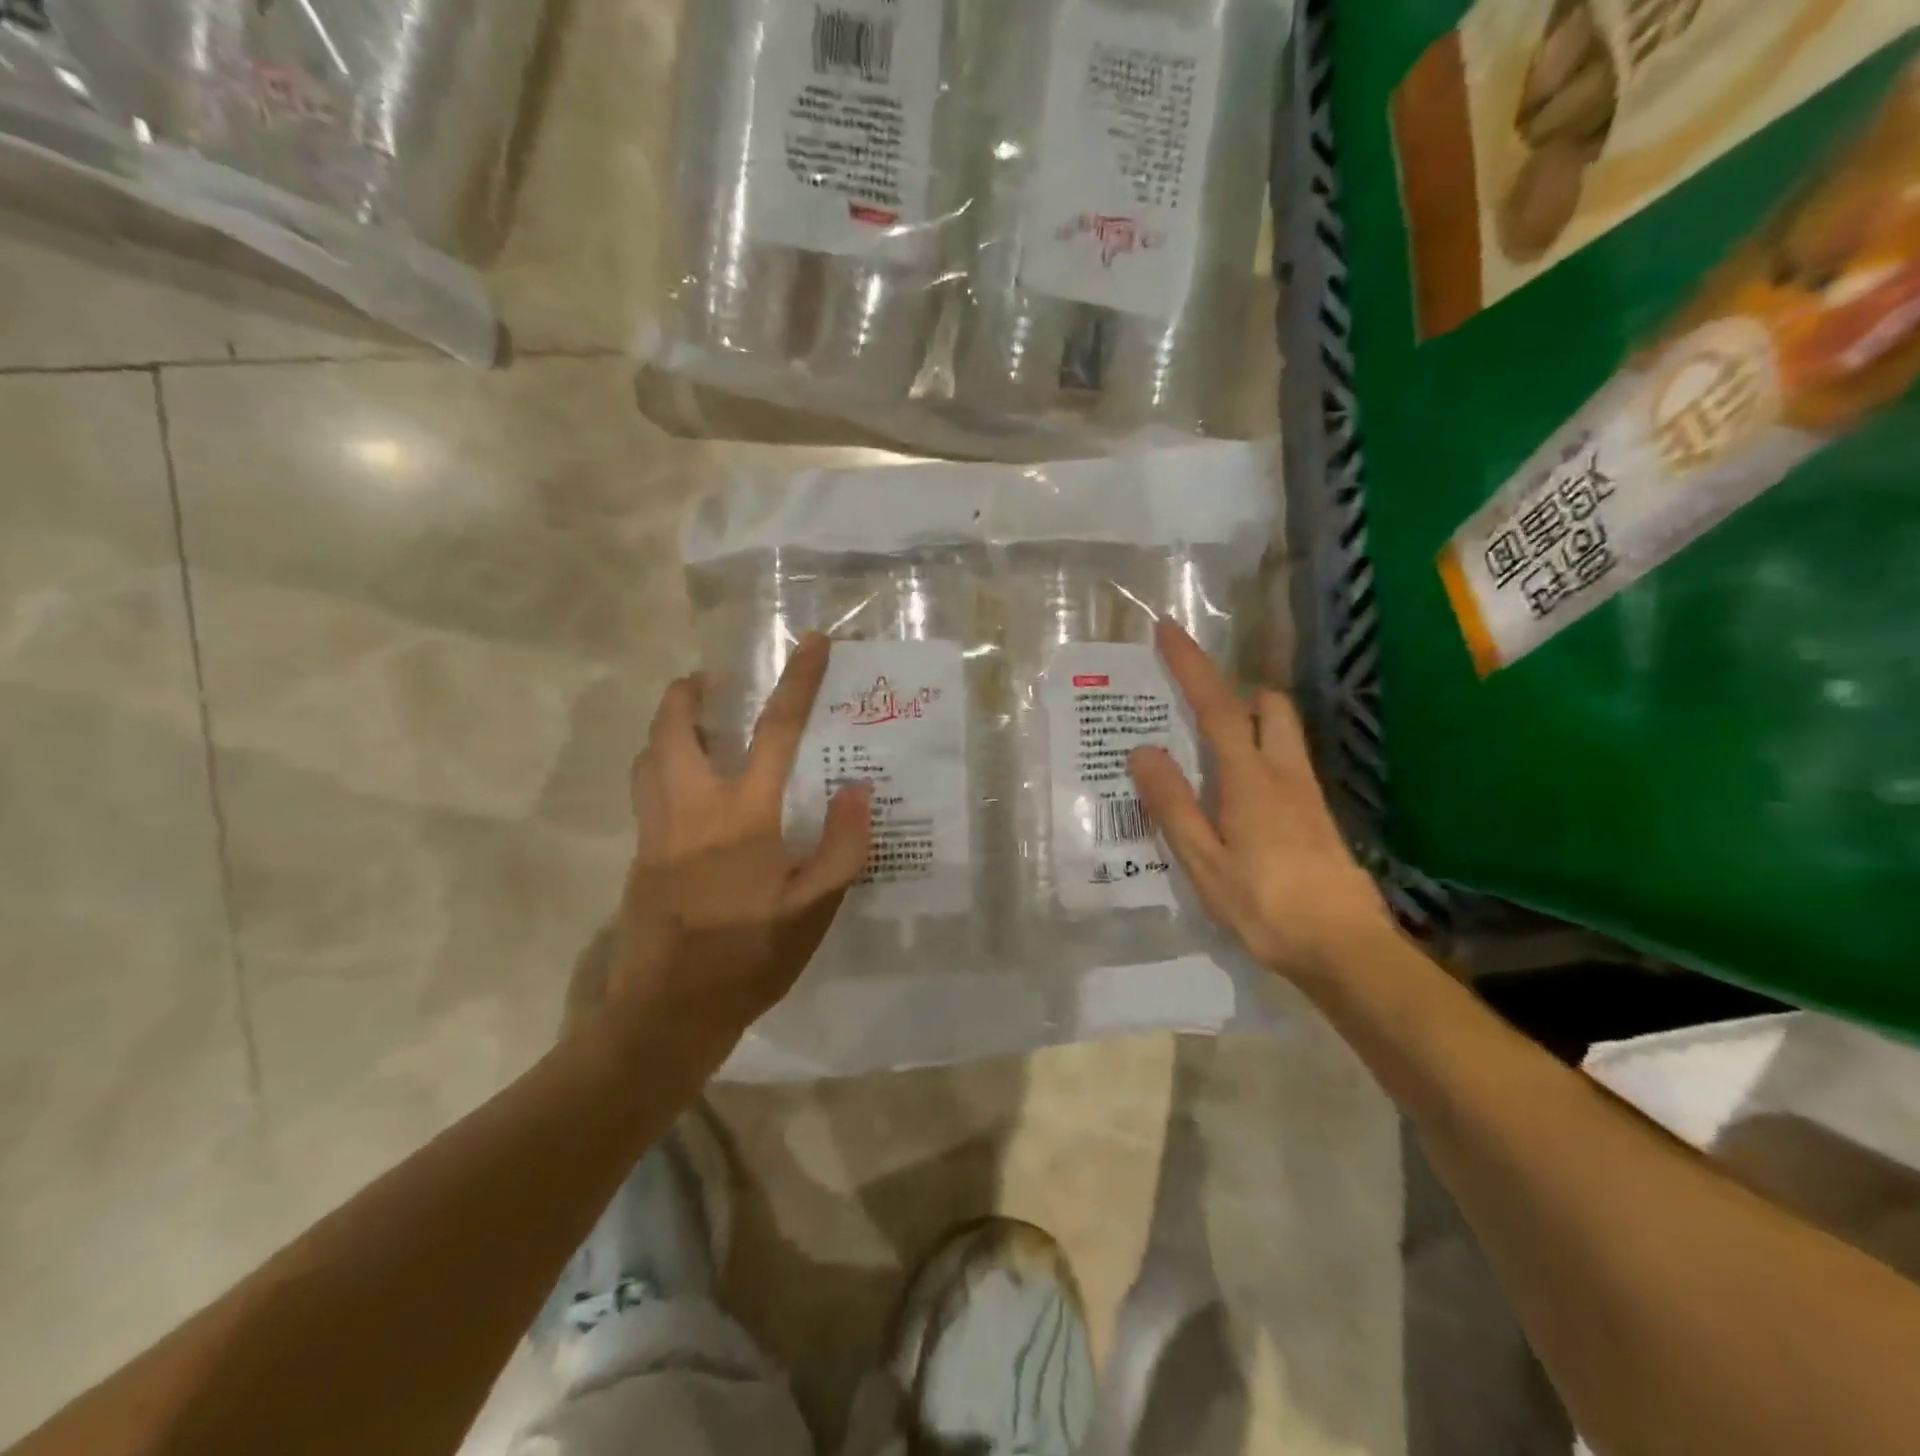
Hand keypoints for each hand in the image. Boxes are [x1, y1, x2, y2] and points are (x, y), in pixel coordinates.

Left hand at [594, 633, 871, 1044]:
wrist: (667, 1014)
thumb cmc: (749, 959)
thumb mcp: (815, 910)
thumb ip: (841, 846)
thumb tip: (854, 790)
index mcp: (742, 816)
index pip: (775, 731)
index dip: (797, 682)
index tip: (810, 643)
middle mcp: (690, 808)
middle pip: (674, 727)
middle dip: (689, 693)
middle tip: (714, 684)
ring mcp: (655, 831)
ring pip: (649, 756)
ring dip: (670, 728)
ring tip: (701, 729)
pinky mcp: (639, 856)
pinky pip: (647, 791)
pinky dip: (664, 767)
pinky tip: (693, 795)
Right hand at [1127, 620, 1395, 982]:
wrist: (1346, 949)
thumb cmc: (1266, 906)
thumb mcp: (1205, 862)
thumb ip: (1173, 805)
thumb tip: (1142, 750)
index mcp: (1251, 779)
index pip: (1219, 707)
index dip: (1192, 665)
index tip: (1168, 629)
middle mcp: (1285, 774)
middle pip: (1269, 706)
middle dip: (1236, 689)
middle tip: (1197, 704)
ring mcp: (1308, 795)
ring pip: (1283, 733)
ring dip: (1251, 720)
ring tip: (1210, 748)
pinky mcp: (1318, 817)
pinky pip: (1286, 764)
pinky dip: (1260, 754)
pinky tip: (1239, 794)